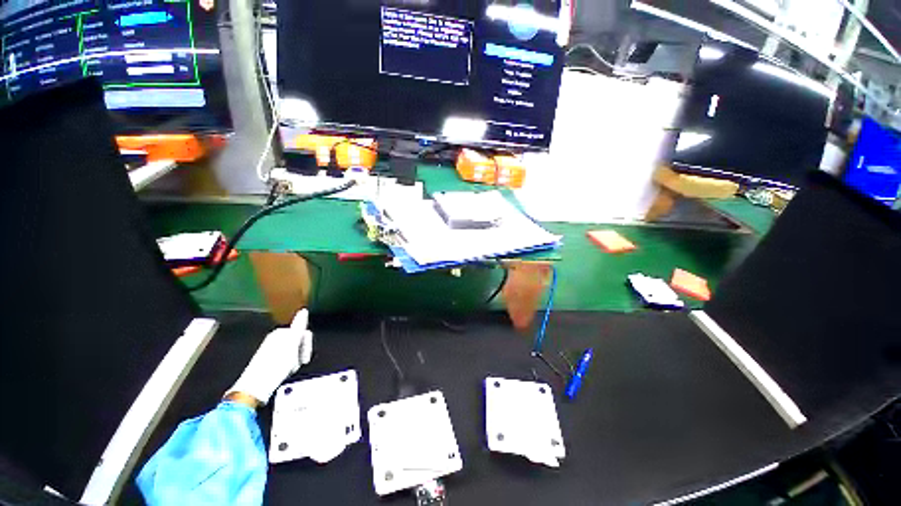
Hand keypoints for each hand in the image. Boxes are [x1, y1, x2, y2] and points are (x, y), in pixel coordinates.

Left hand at [225, 309, 313, 404]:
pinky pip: (286, 355)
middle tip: (299, 363)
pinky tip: (285, 370)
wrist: (258, 384)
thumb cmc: (277, 364)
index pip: (303, 331)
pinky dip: (288, 362)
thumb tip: (303, 310)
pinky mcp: (268, 357)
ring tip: (290, 368)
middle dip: (301, 350)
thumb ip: (299, 325)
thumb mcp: (292, 343)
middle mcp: (276, 337)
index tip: (305, 358)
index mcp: (282, 332)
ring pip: (293, 348)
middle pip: (298, 339)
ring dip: (296, 357)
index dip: (307, 343)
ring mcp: (272, 347)